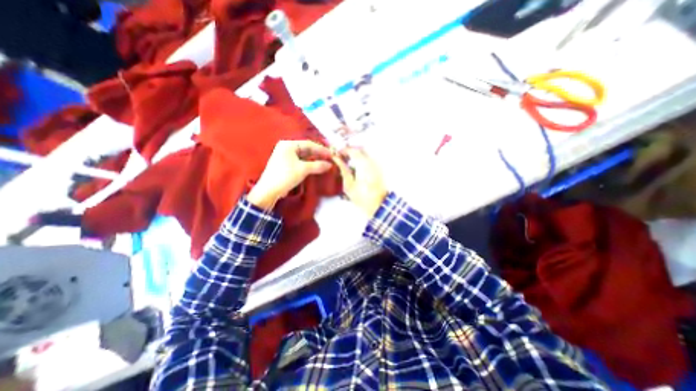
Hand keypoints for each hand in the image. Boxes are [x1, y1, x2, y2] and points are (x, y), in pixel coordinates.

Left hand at [248, 141, 333, 210]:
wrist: (269, 190)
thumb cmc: (285, 176)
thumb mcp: (303, 169)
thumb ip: (318, 165)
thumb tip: (330, 165)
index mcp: (288, 145)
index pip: (308, 144)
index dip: (321, 149)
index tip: (331, 154)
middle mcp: (286, 148)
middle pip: (306, 149)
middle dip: (318, 154)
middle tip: (329, 159)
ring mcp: (285, 156)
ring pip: (303, 156)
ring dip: (314, 159)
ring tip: (324, 163)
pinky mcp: (285, 164)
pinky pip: (300, 161)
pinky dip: (308, 164)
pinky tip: (315, 167)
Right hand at [330, 148, 385, 216]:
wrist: (379, 206)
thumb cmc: (362, 198)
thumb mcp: (349, 185)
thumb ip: (343, 169)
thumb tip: (336, 159)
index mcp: (363, 164)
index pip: (353, 150)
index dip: (344, 150)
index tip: (337, 154)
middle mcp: (372, 161)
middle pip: (360, 149)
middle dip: (350, 151)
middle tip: (342, 157)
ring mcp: (378, 164)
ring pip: (366, 153)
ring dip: (357, 155)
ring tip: (348, 162)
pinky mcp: (380, 169)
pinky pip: (370, 159)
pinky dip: (362, 159)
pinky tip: (357, 167)